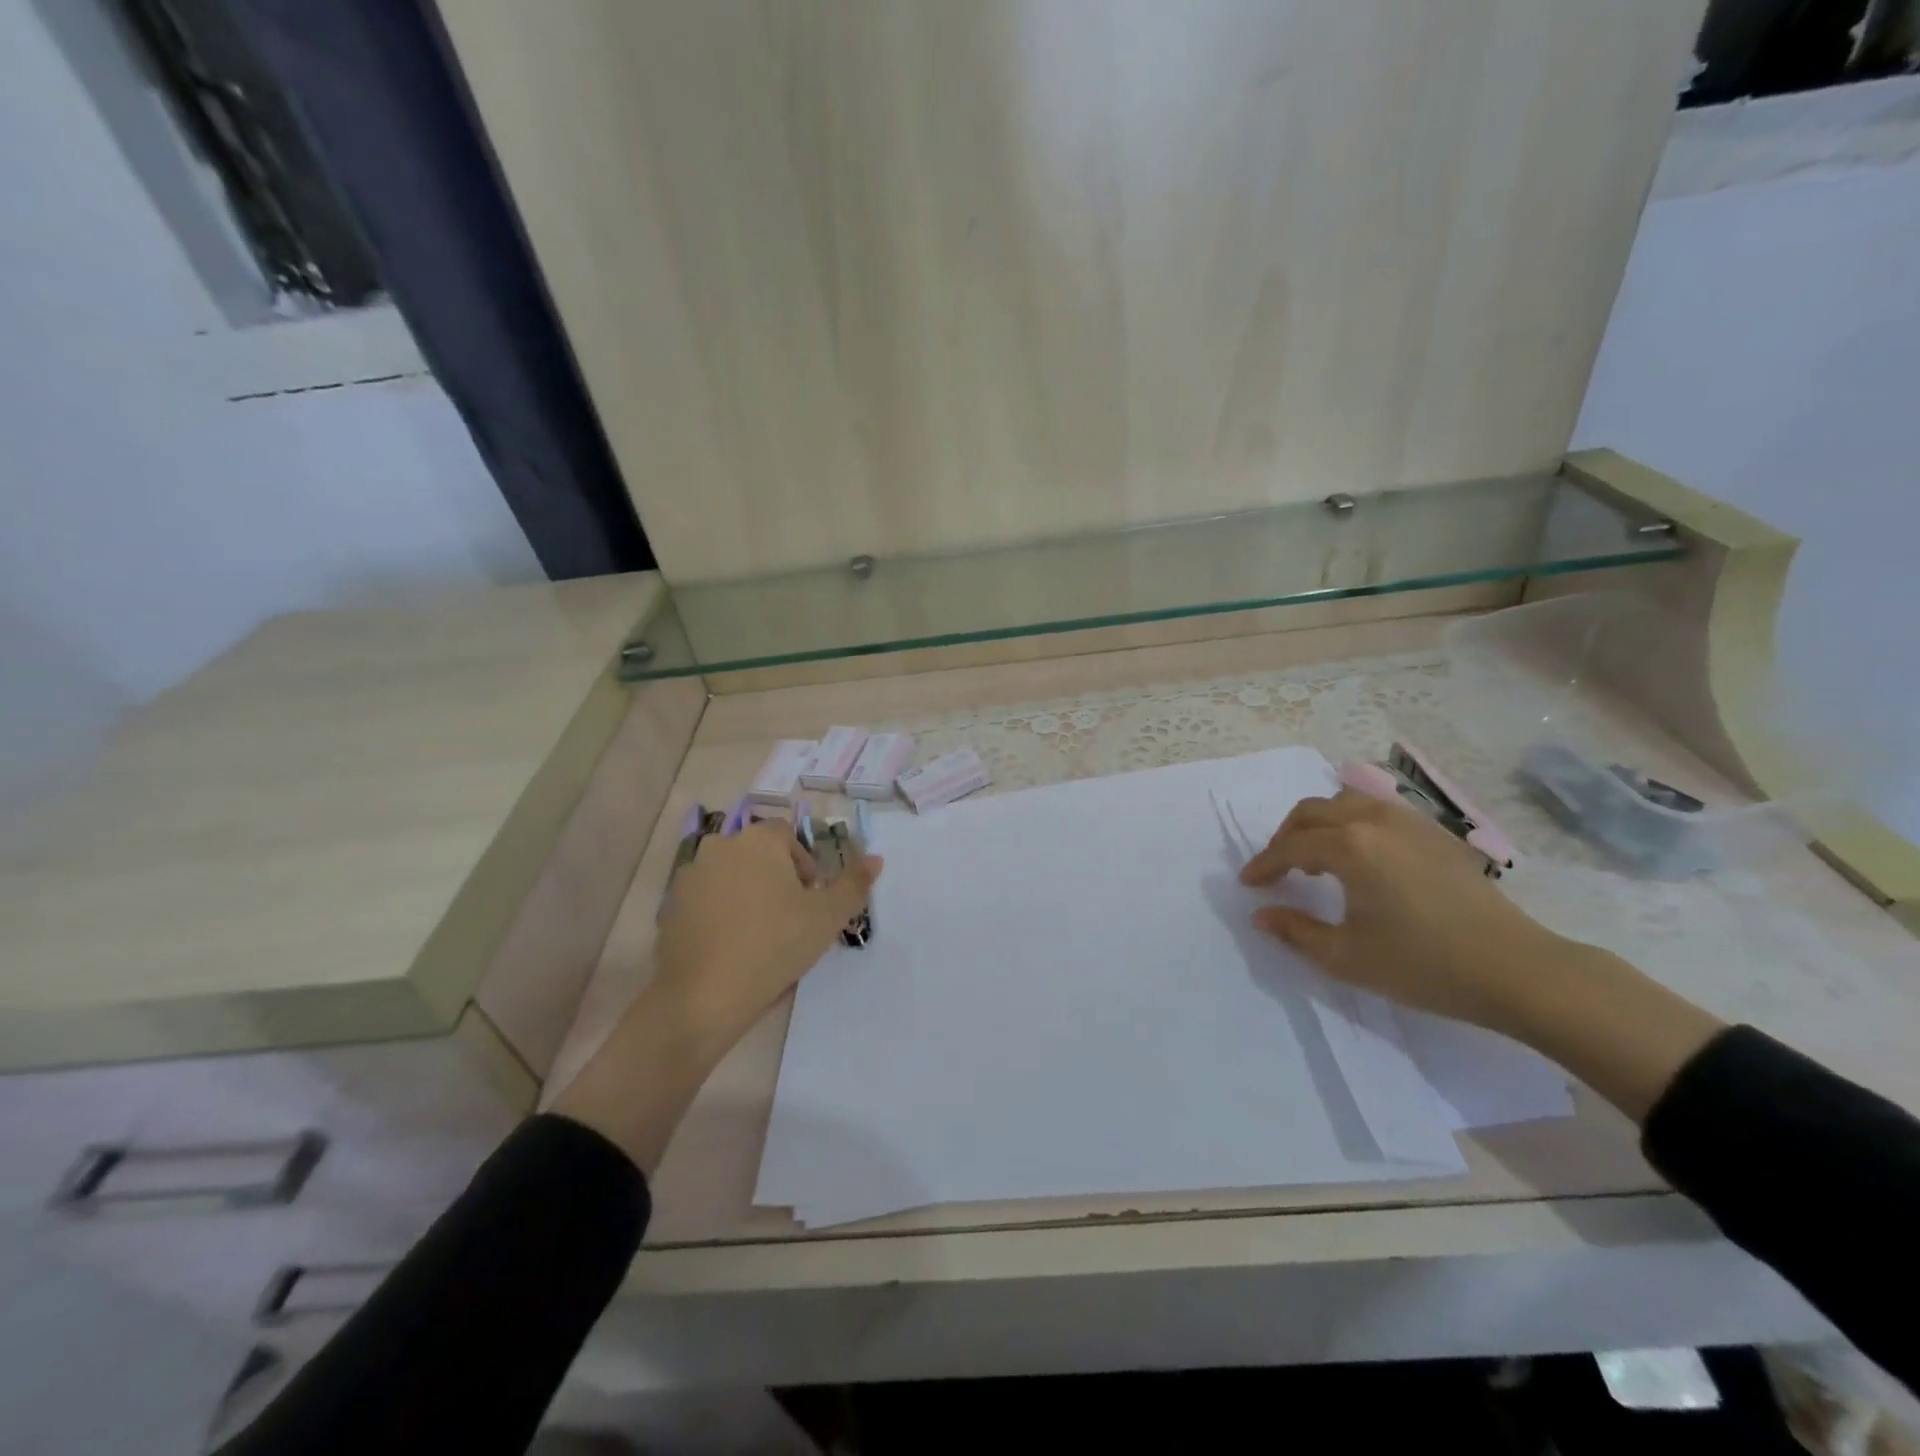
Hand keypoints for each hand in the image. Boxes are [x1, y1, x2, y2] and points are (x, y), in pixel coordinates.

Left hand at [555, 818, 880, 1172]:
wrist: (704, 996)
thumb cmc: (774, 945)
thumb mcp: (827, 916)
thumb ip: (854, 883)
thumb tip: (876, 859)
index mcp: (757, 840)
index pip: (788, 835)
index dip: (805, 864)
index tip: (810, 900)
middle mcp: (720, 846)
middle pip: (758, 853)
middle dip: (777, 878)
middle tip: (790, 918)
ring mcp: (690, 876)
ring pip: (731, 876)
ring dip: (748, 894)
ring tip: (761, 935)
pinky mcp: (671, 907)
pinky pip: (706, 900)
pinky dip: (721, 913)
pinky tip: (732, 947)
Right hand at [1239, 788, 1559, 1029]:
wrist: (1517, 970)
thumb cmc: (1424, 965)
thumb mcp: (1347, 957)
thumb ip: (1295, 931)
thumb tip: (1260, 915)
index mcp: (1350, 846)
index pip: (1290, 846)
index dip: (1264, 864)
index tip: (1248, 884)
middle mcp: (1375, 821)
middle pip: (1313, 811)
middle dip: (1286, 836)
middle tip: (1277, 868)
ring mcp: (1410, 822)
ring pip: (1346, 802)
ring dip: (1319, 824)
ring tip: (1316, 859)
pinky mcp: (1436, 833)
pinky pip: (1378, 811)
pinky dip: (1352, 823)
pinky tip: (1360, 857)